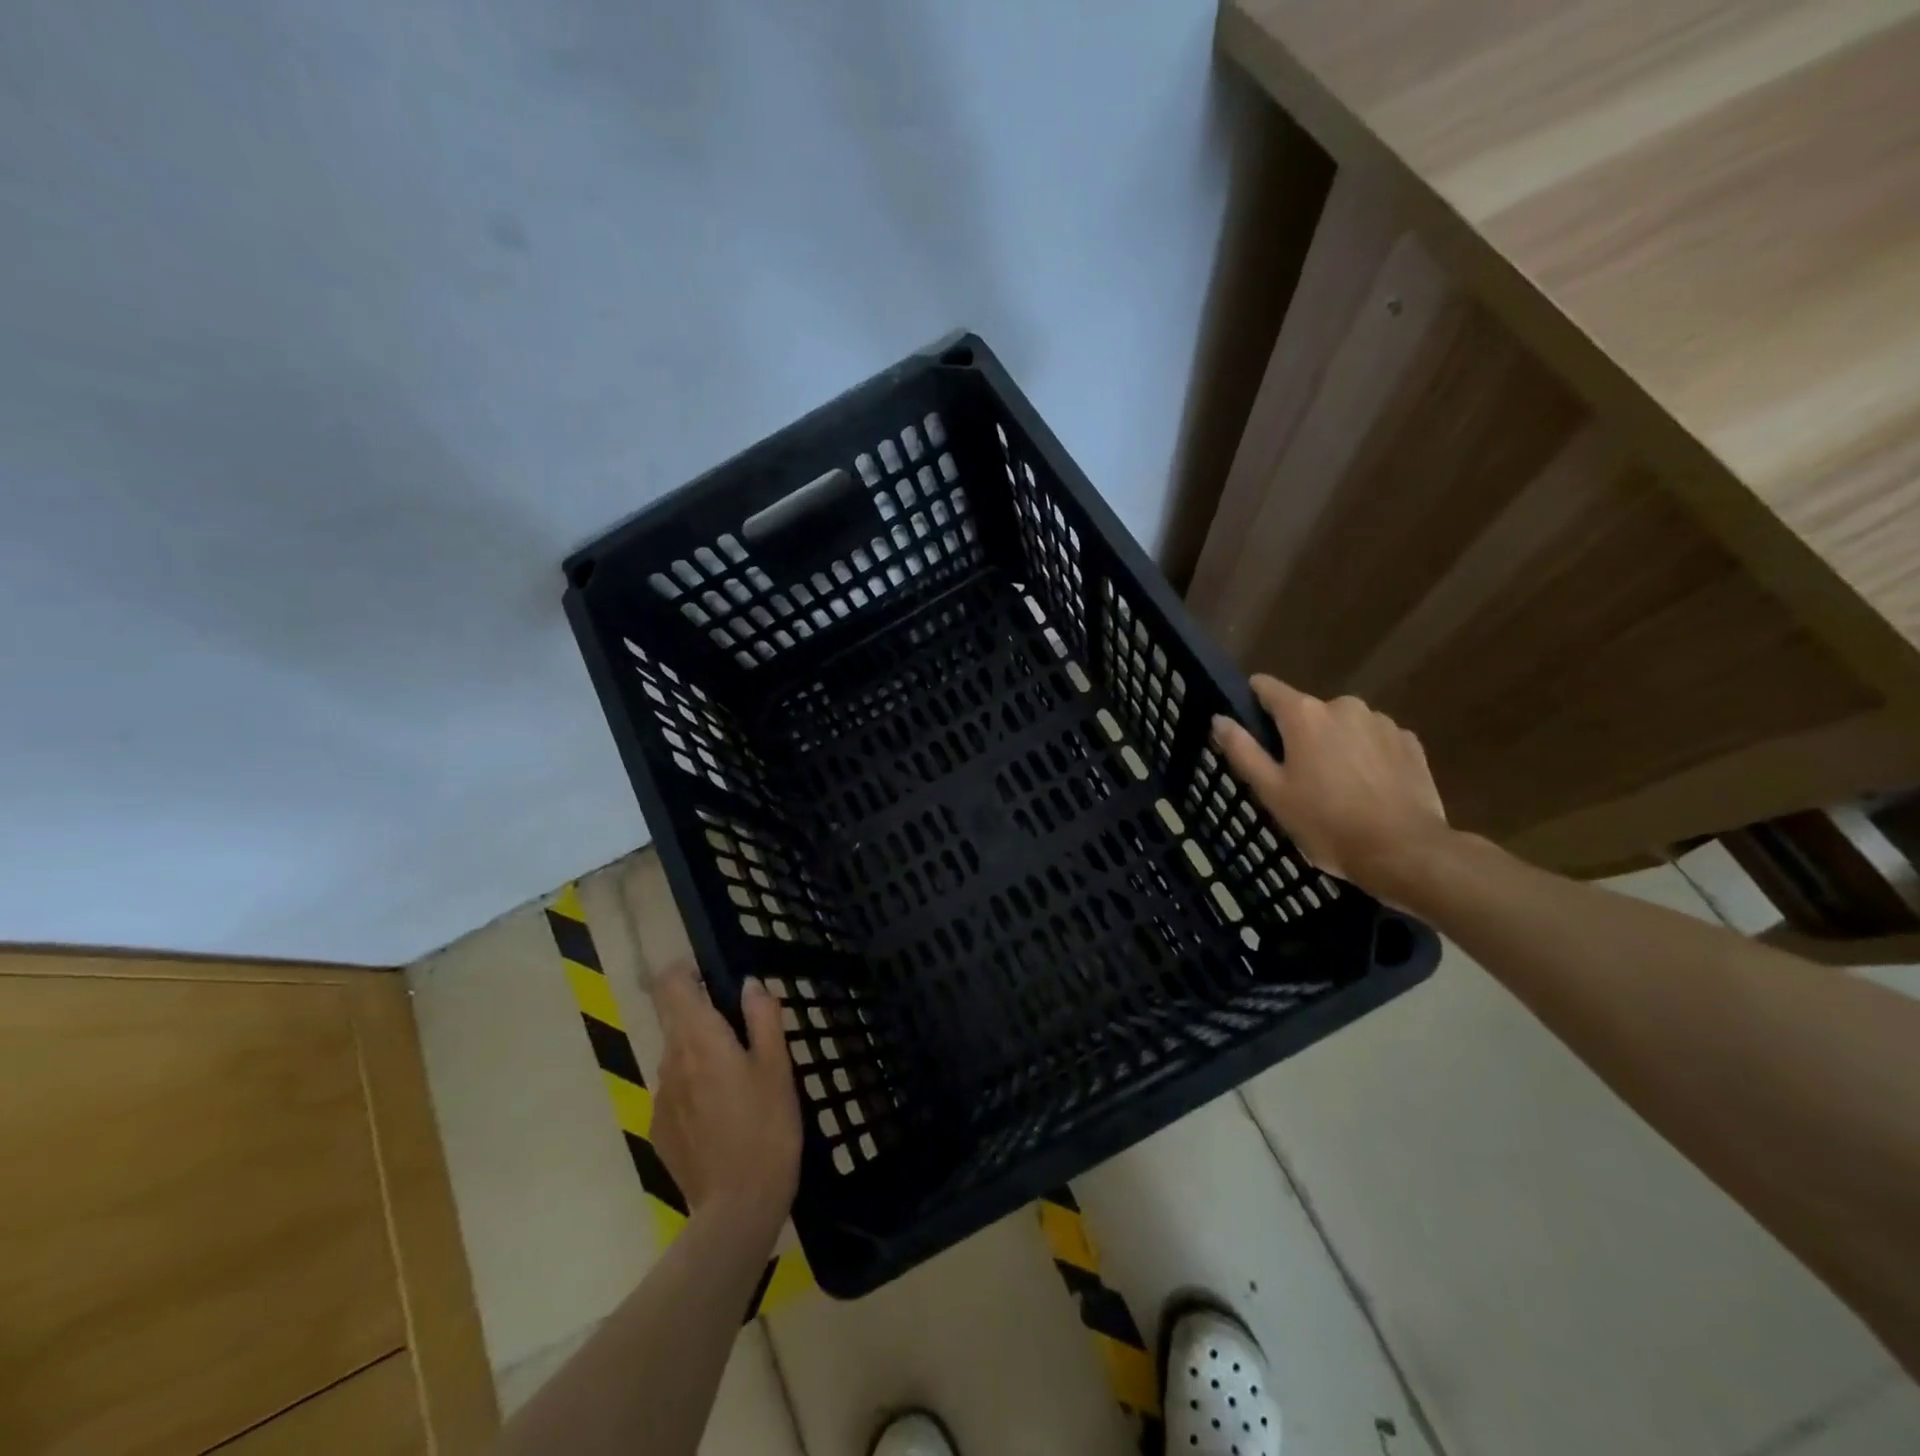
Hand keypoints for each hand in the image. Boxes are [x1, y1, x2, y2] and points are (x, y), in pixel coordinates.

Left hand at [650, 961, 800, 1239]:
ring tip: (740, 1078)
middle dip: (701, 1014)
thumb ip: (763, 1017)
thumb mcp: (778, 1066)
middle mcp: (670, 1061)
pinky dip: (695, 1087)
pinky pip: (676, 1090)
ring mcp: (660, 1098)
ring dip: (701, 1052)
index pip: (671, 985)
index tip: (712, 977)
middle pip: (673, 1019)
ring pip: (677, 1056)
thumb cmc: (767, 1127)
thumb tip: (750, 985)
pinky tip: (725, 1114)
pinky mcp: (660, 1129)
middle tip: (743, 1031)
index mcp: (699, 1038)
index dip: (685, 972)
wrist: (737, 1207)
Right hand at [1212, 674, 1451, 903]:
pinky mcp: (1410, 742)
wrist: (1404, 851)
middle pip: (1308, 711)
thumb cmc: (1326, 823)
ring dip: (1335, 745)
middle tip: (1297, 777)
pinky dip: (1366, 756)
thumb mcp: (1272, 792)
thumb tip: (1219, 718)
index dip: (1253, 700)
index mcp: (1304, 714)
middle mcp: (1343, 706)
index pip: (1267, 687)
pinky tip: (1368, 789)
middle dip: (1299, 735)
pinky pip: (1375, 740)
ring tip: (1336, 787)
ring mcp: (1382, 722)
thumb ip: (1243, 750)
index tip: (1249, 724)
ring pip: (1343, 726)